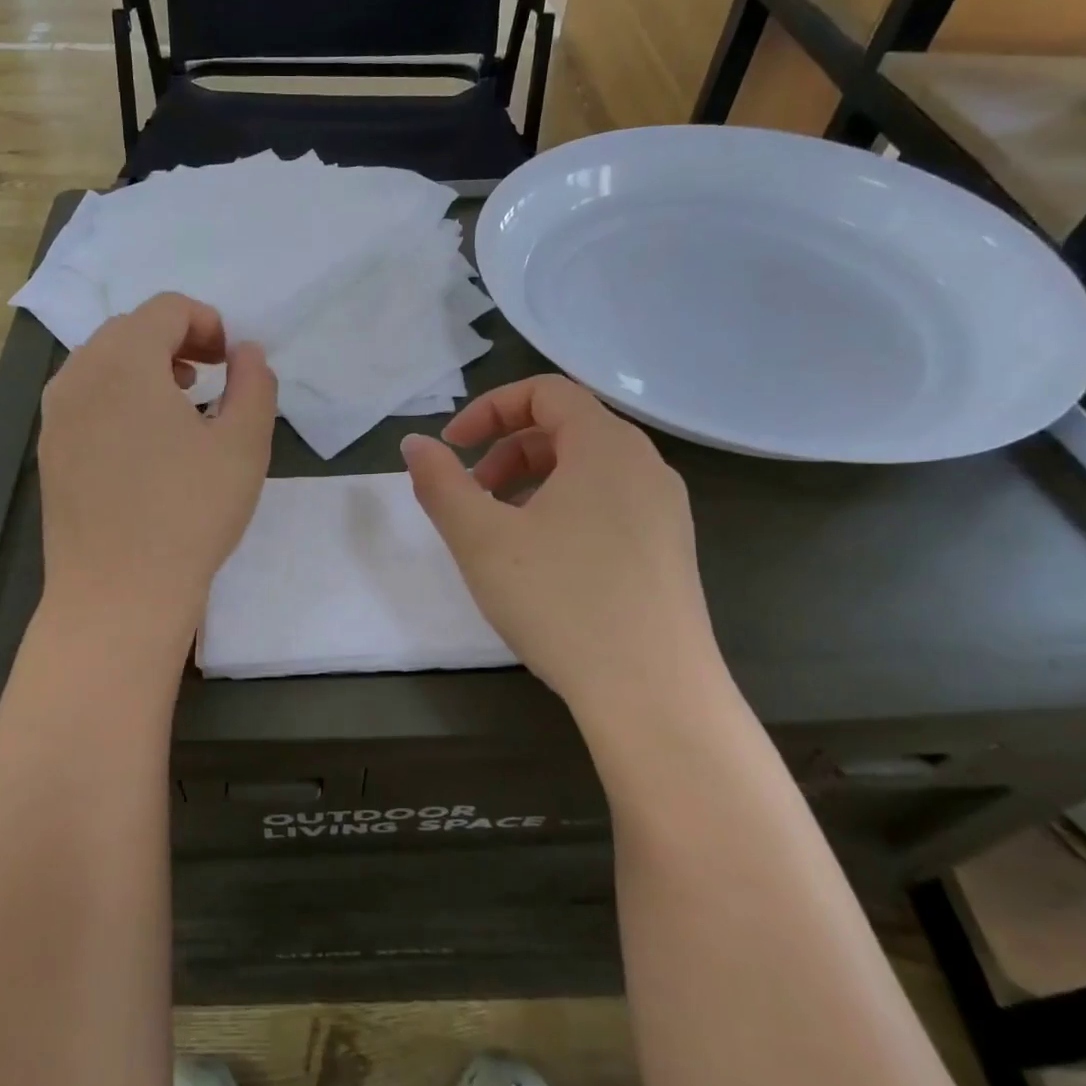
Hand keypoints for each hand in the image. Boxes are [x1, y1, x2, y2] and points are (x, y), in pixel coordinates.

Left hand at [38, 293, 276, 642]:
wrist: (117, 594)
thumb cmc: (189, 514)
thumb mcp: (244, 444)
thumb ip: (254, 383)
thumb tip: (246, 352)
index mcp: (125, 361)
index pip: (166, 308)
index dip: (207, 322)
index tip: (231, 361)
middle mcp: (79, 375)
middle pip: (130, 329)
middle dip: (176, 340)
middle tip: (211, 377)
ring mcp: (56, 415)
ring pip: (102, 362)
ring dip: (145, 367)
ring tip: (180, 404)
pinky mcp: (50, 450)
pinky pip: (85, 398)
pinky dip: (118, 397)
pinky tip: (145, 443)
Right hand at [402, 375, 722, 703]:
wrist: (654, 694)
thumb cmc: (560, 600)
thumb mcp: (480, 538)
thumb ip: (439, 483)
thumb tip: (415, 445)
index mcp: (606, 445)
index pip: (545, 391)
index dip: (488, 409)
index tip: (452, 448)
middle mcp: (645, 465)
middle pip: (567, 427)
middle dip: (506, 450)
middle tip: (472, 495)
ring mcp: (665, 510)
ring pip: (588, 469)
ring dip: (533, 482)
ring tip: (501, 531)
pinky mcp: (671, 551)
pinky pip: (610, 504)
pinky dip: (565, 509)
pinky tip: (544, 563)